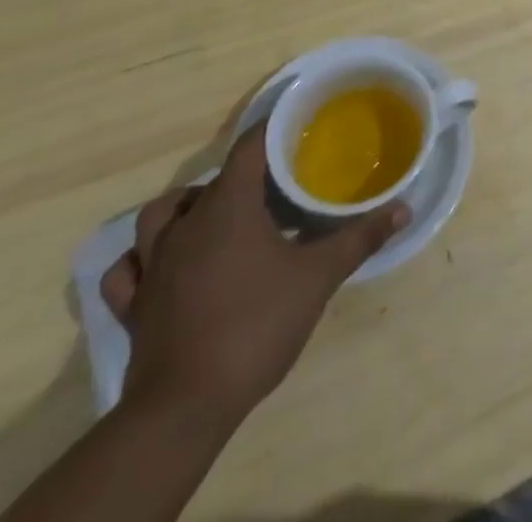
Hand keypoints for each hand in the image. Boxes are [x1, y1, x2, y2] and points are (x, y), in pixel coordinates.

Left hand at [100, 125, 407, 430]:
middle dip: (243, 175)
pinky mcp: (134, 305)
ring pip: (160, 215)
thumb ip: (359, 238)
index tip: (298, 125)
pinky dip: (143, 257)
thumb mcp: (319, 277)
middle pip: (211, 181)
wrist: (185, 407)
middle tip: (276, 186)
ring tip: (218, 214)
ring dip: (187, 207)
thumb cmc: (256, 325)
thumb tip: (403, 209)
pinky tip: (162, 262)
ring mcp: (154, 265)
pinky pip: (128, 268)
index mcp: (228, 206)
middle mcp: (186, 225)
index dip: (273, 130)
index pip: (249, 147)